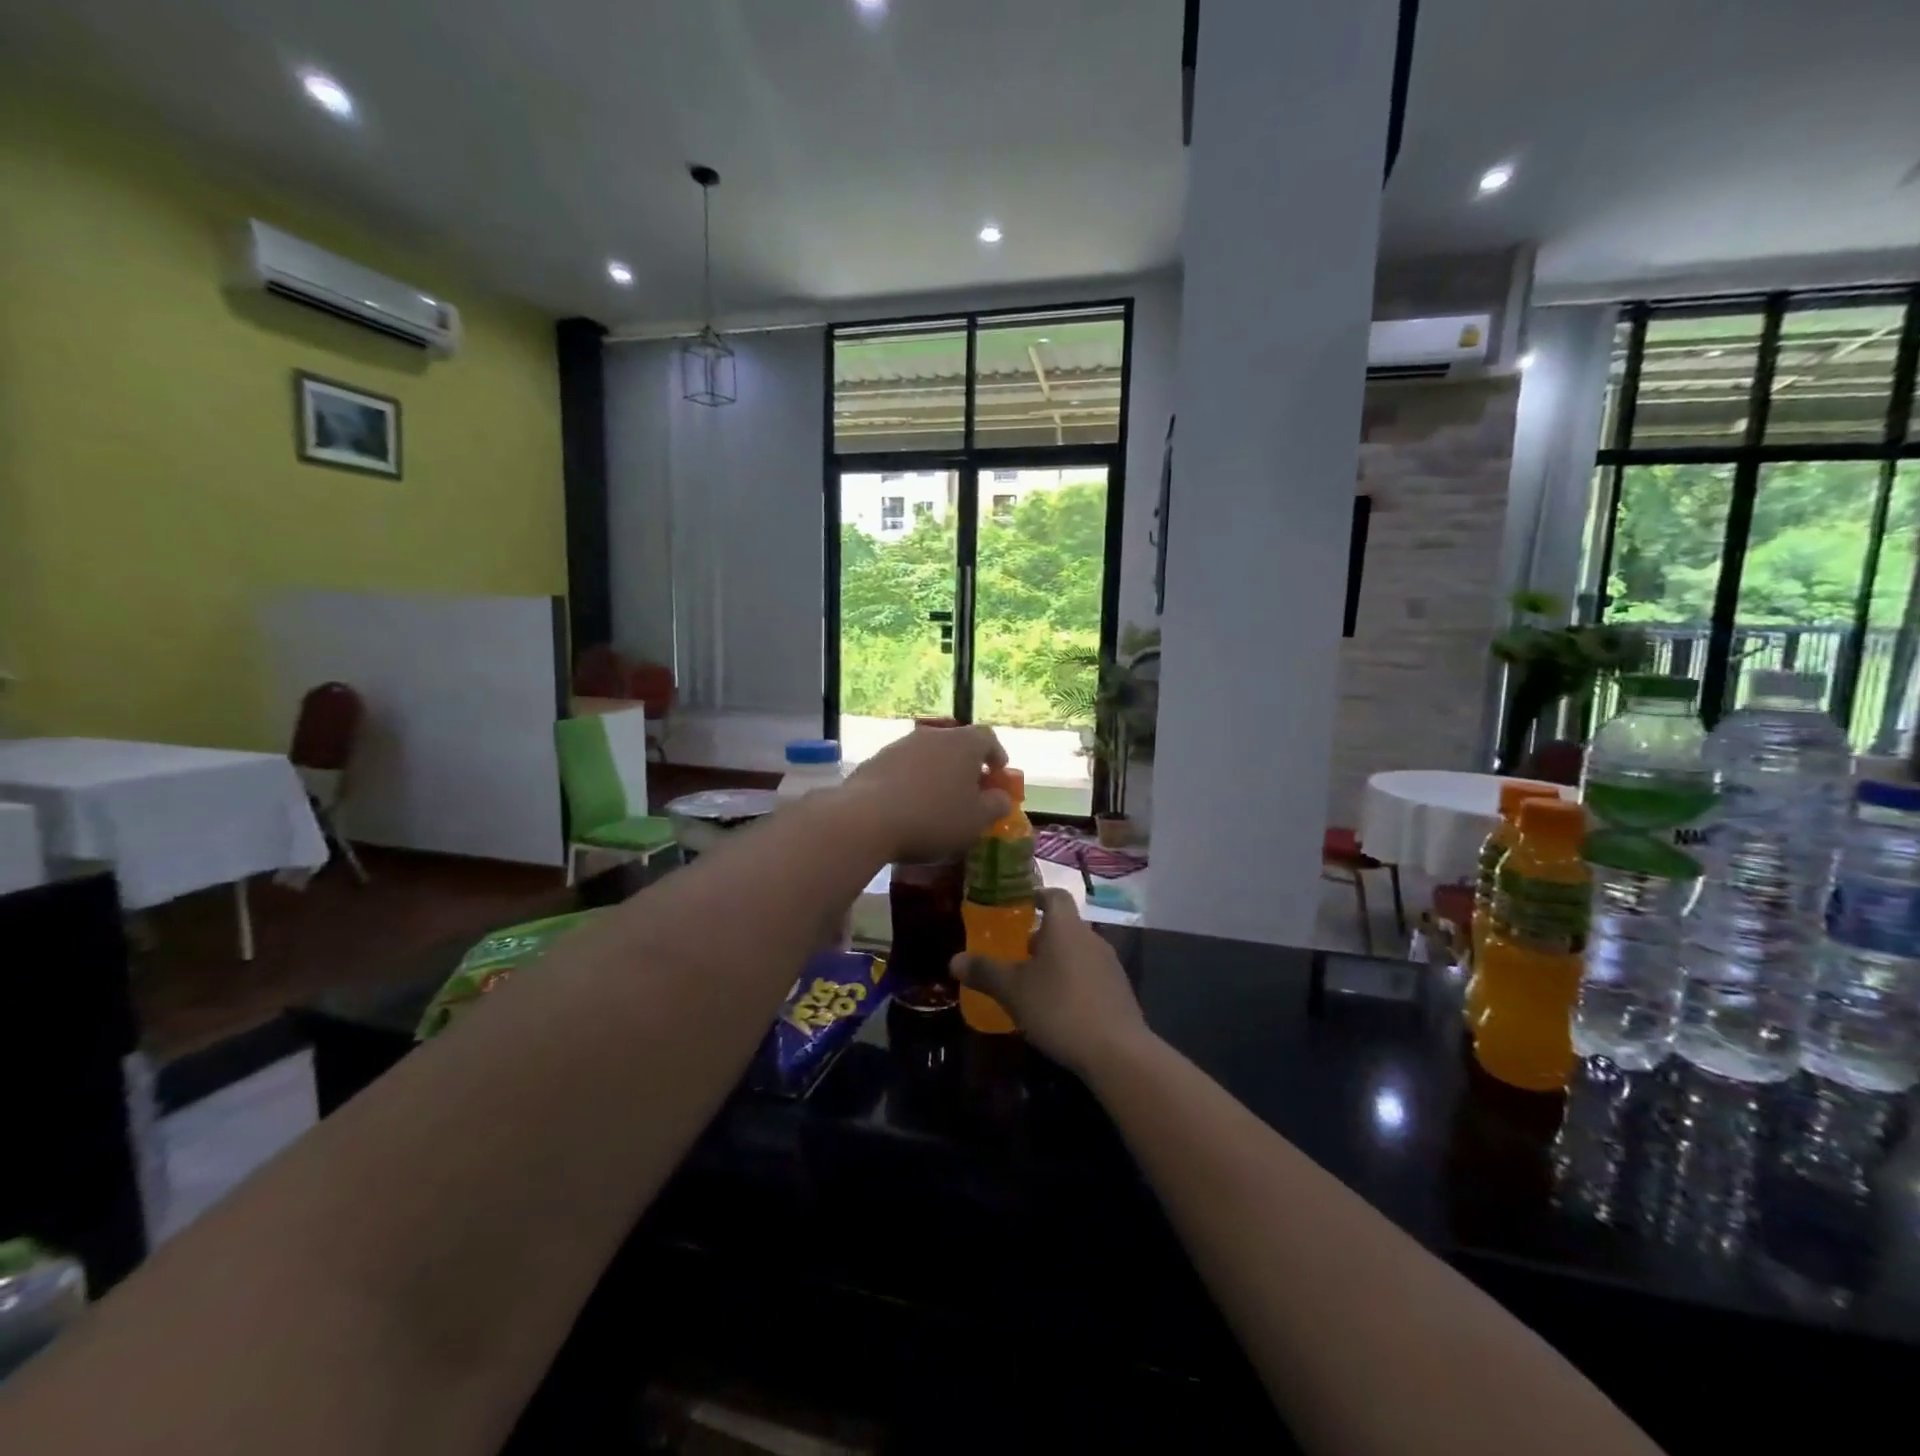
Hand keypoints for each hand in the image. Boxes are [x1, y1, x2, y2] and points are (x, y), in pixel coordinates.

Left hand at [840, 725, 1009, 862]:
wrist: (866, 819)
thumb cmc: (933, 818)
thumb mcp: (976, 821)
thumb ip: (996, 806)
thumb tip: (1000, 798)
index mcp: (964, 743)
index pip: (988, 738)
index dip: (996, 755)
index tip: (998, 774)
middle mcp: (933, 735)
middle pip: (956, 744)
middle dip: (965, 766)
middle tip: (969, 791)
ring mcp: (900, 745)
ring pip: (928, 755)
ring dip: (936, 773)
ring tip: (936, 800)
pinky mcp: (875, 760)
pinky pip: (903, 768)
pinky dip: (911, 781)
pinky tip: (907, 805)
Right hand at [951, 888, 1148, 1076]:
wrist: (1117, 1052)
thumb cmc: (1059, 1008)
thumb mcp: (1012, 990)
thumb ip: (984, 972)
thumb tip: (954, 960)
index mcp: (1065, 927)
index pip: (1054, 895)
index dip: (1036, 896)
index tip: (1017, 907)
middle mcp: (1091, 938)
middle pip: (1064, 926)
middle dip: (1040, 937)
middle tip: (1015, 954)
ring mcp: (1110, 966)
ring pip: (1077, 953)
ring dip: (1057, 962)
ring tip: (1033, 985)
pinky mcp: (1120, 993)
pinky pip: (1090, 977)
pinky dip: (1073, 984)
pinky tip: (1058, 1010)